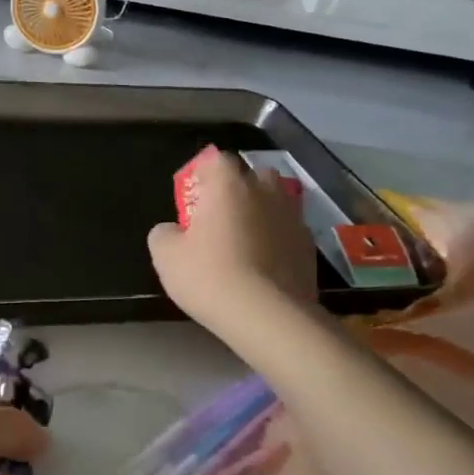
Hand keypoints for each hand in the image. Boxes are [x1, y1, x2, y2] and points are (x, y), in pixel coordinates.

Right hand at [149, 146, 322, 339]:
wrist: (267, 315)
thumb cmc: (210, 276)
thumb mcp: (166, 256)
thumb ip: (164, 233)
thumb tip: (172, 230)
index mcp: (228, 184)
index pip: (217, 159)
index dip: (204, 175)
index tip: (194, 198)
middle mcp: (264, 191)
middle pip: (253, 175)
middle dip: (239, 188)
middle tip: (221, 216)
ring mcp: (292, 216)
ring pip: (276, 201)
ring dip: (262, 211)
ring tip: (247, 239)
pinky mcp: (309, 245)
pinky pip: (288, 230)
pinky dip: (278, 239)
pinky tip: (265, 264)